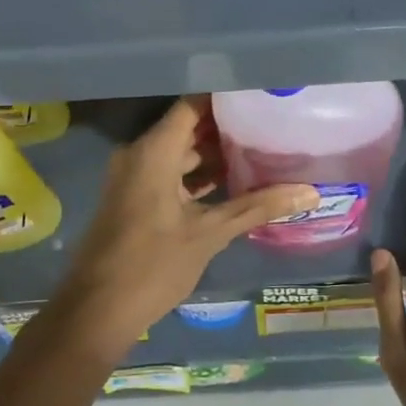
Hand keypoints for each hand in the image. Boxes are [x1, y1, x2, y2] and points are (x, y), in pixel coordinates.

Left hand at [50, 97, 317, 358]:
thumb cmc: (151, 266)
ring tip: (260, 150)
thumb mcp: (209, 234)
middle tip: (269, 122)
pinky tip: (233, 182)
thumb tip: (310, 192)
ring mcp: (134, 176)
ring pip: (179, 151)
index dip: (225, 96)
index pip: (193, 105)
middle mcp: (140, 154)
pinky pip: (170, 172)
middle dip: (227, 126)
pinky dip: (197, 175)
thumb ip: (257, 207)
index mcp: (154, 151)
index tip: (260, 93)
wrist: (95, 313)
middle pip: (188, 126)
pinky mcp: (134, 197)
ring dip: (214, 153)